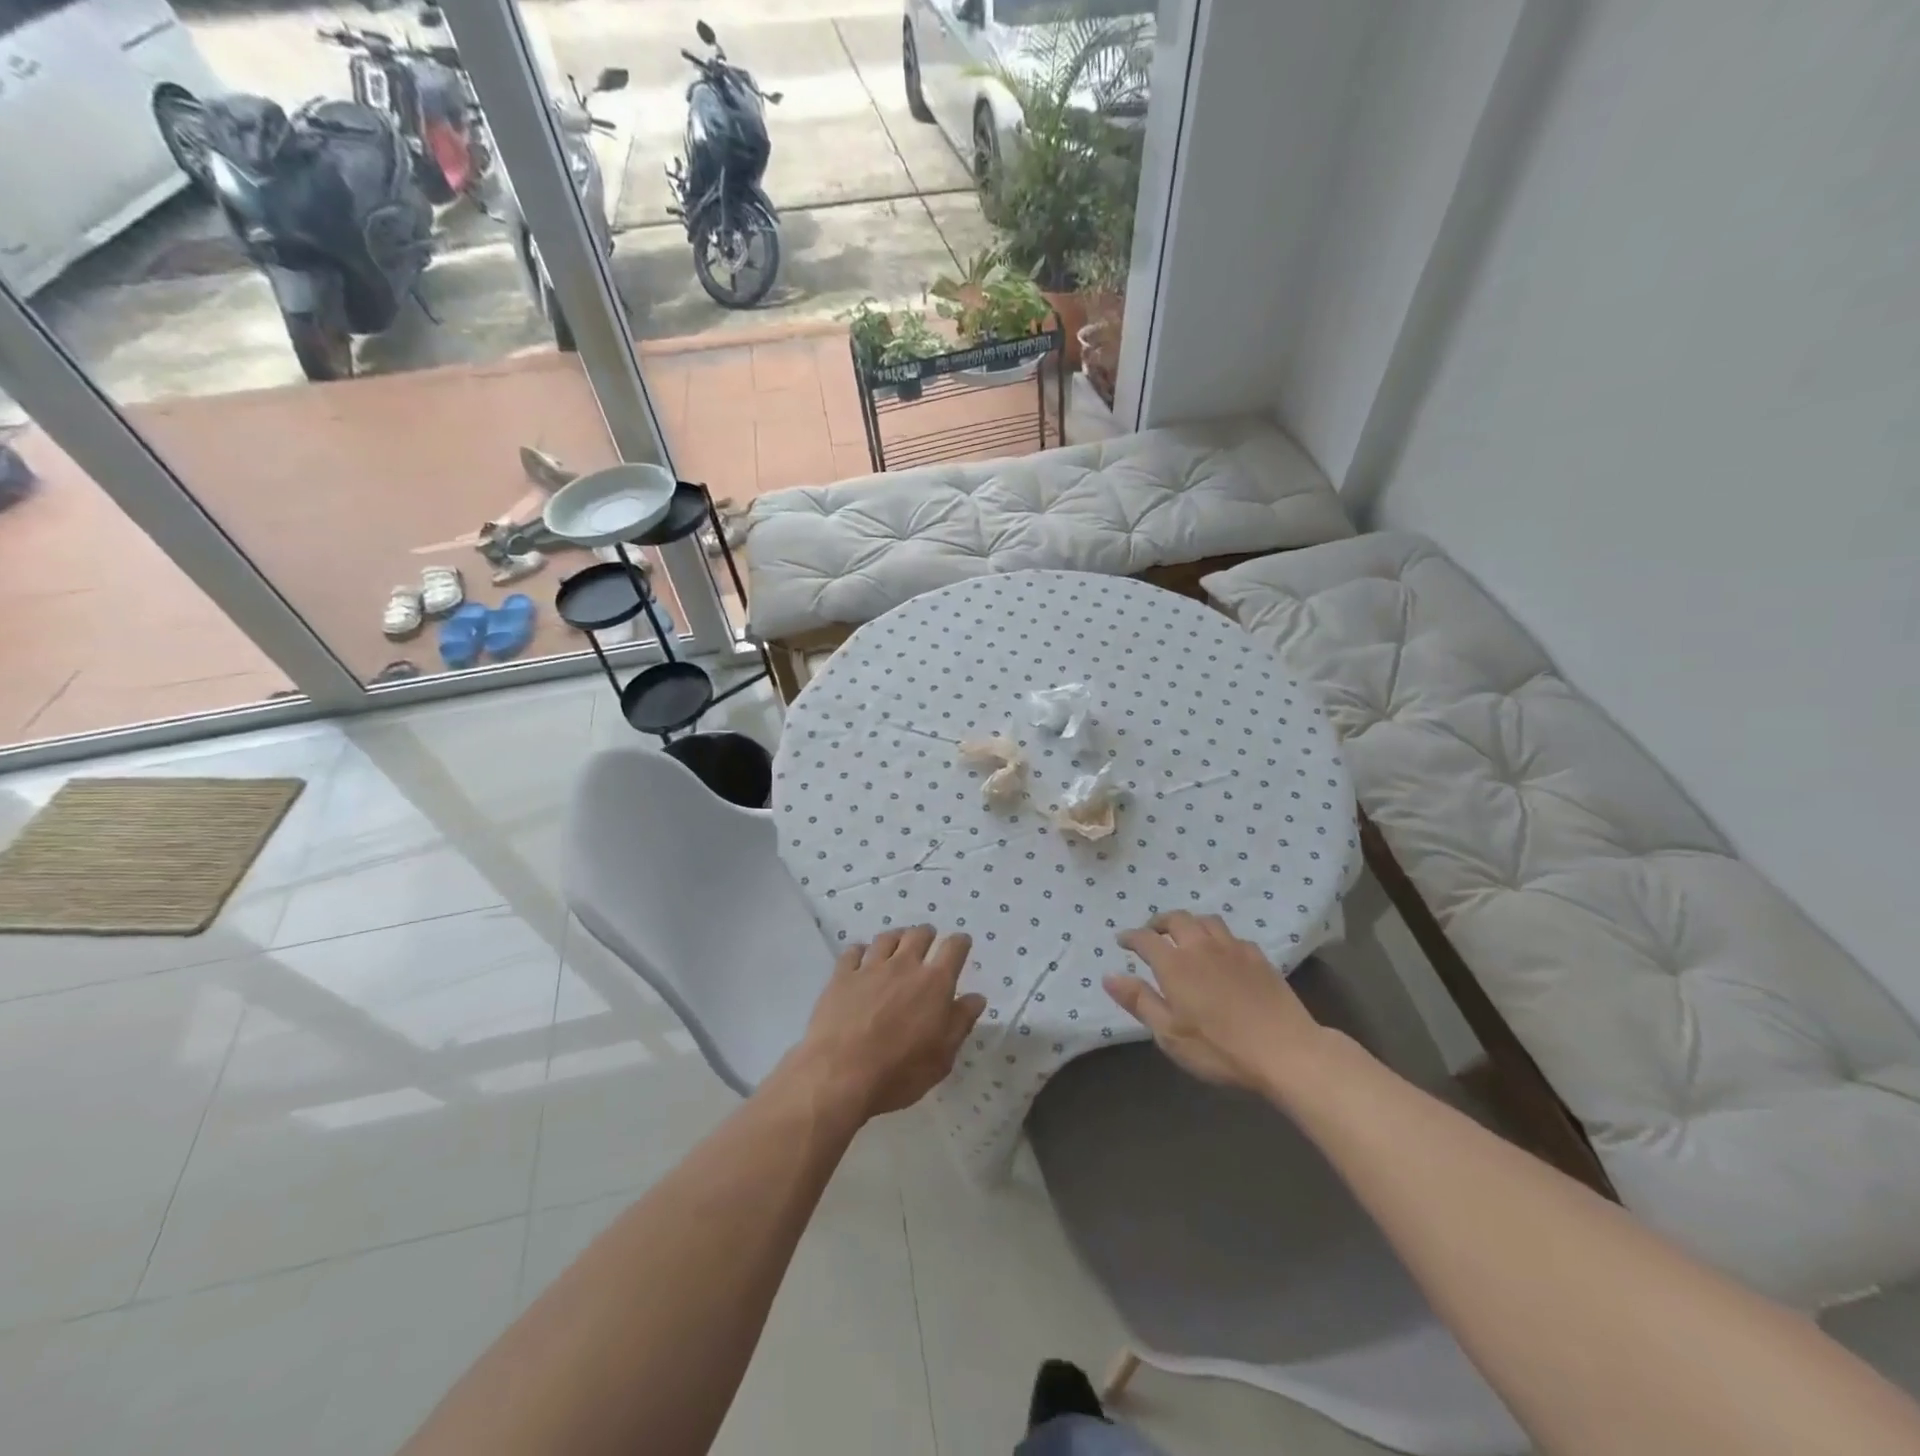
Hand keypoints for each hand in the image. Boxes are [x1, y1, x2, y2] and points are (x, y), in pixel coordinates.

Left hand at [788, 926, 986, 1120]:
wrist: (839, 1075)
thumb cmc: (899, 1072)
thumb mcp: (942, 1057)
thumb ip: (960, 1023)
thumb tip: (976, 998)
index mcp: (934, 984)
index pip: (953, 948)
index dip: (960, 943)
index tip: (961, 943)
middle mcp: (904, 966)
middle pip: (919, 935)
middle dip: (927, 934)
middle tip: (928, 941)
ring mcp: (870, 968)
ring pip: (887, 938)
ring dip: (897, 938)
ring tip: (897, 944)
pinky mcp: (842, 976)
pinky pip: (854, 951)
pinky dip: (861, 951)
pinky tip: (861, 959)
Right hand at [1106, 912, 1323, 1093]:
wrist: (1286, 1051)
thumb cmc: (1220, 1048)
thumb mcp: (1170, 1034)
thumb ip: (1139, 1001)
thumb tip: (1109, 975)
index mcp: (1175, 964)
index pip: (1145, 939)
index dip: (1131, 937)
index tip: (1122, 941)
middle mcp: (1201, 946)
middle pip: (1176, 919)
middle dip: (1159, 922)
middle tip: (1152, 933)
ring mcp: (1233, 948)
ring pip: (1206, 920)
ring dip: (1190, 924)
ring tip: (1185, 936)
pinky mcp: (1258, 957)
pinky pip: (1232, 936)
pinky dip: (1218, 938)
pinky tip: (1222, 953)